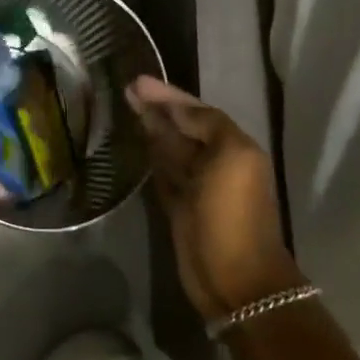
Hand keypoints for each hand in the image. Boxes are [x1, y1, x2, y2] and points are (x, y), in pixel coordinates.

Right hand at [128, 76, 301, 320]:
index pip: (196, 110)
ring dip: (151, 127)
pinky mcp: (177, 206)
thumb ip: (206, 125)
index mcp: (233, 146)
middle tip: (126, 89)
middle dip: (157, 107)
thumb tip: (174, 109)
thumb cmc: (233, 213)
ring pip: (169, 147)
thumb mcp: (230, 157)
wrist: (235, 278)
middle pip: (181, 126)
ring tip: (125, 107)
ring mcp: (195, 185)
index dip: (168, 95)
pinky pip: (161, 171)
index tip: (137, 81)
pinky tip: (135, 142)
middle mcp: (214, 161)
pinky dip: (150, 155)